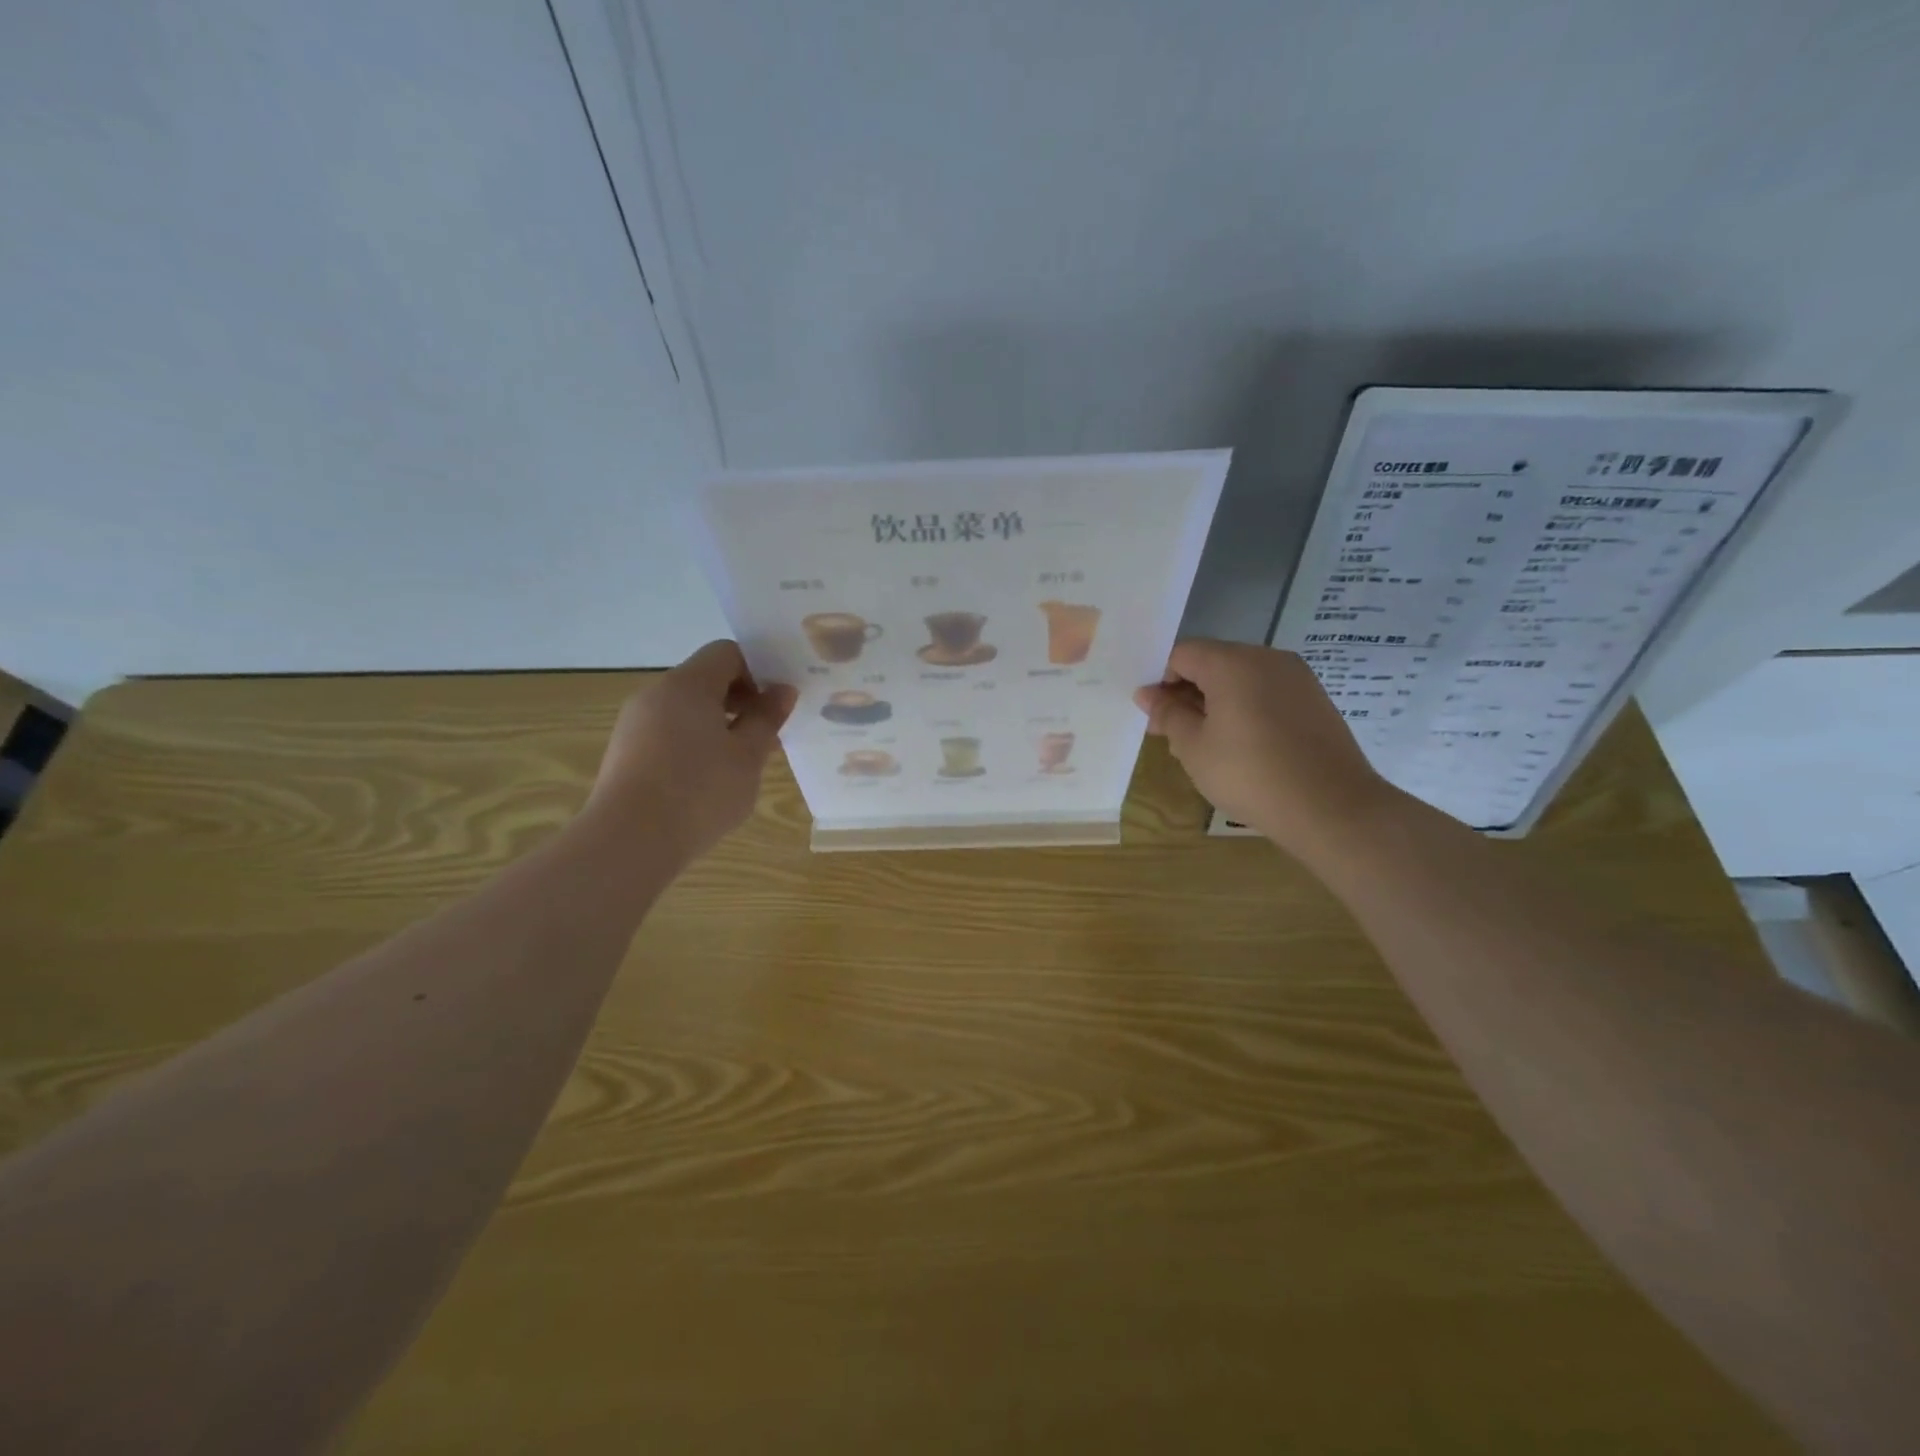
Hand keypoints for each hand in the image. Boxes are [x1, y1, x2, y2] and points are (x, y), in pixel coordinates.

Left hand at [587, 640, 795, 864]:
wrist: (629, 842)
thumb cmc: (699, 792)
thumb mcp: (747, 756)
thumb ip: (767, 718)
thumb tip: (782, 691)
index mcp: (687, 685)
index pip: (727, 653)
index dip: (758, 670)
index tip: (776, 705)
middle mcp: (656, 694)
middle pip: (705, 680)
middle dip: (741, 701)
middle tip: (767, 736)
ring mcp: (635, 724)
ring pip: (687, 709)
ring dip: (719, 725)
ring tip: (741, 764)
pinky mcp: (625, 753)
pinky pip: (668, 733)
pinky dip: (694, 744)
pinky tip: (708, 781)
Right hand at [1134, 639, 1394, 856]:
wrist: (1331, 807)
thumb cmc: (1249, 775)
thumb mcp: (1194, 748)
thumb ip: (1168, 715)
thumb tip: (1147, 695)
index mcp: (1232, 663)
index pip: (1182, 655)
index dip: (1161, 682)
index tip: (1155, 718)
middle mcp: (1266, 658)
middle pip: (1213, 662)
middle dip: (1188, 693)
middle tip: (1174, 734)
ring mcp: (1297, 677)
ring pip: (1241, 678)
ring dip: (1216, 702)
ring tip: (1208, 745)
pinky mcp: (1315, 699)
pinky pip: (1267, 693)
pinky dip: (1246, 709)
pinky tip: (1243, 746)